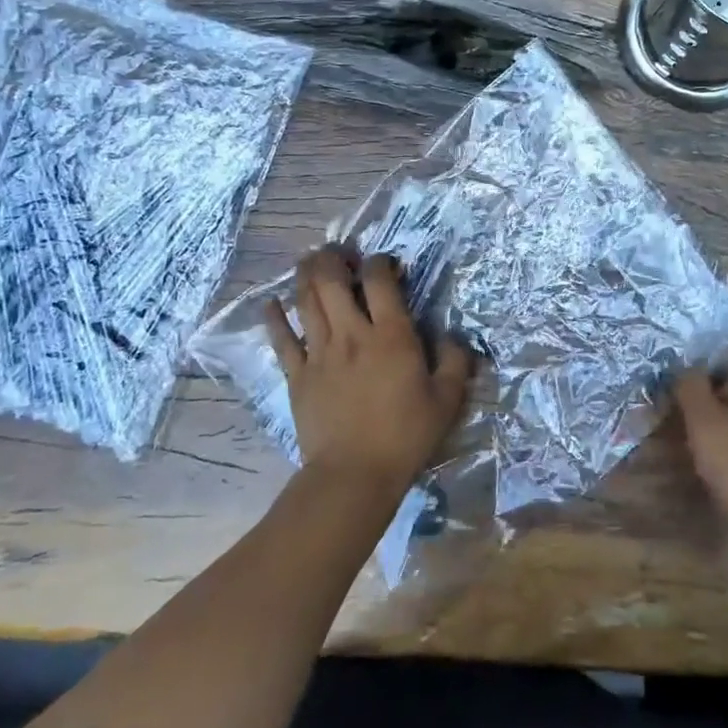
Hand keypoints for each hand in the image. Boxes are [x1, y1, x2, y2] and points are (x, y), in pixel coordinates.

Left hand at [266, 248, 474, 492]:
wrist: (354, 474)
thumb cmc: (405, 435)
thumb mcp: (447, 400)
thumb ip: (455, 361)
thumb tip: (454, 336)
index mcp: (391, 335)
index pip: (379, 280)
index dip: (380, 262)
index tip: (385, 264)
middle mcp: (352, 333)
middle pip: (331, 280)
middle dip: (332, 258)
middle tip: (337, 252)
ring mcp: (319, 352)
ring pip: (306, 301)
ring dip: (305, 276)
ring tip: (309, 263)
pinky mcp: (297, 374)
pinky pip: (281, 339)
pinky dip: (274, 317)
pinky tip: (271, 303)